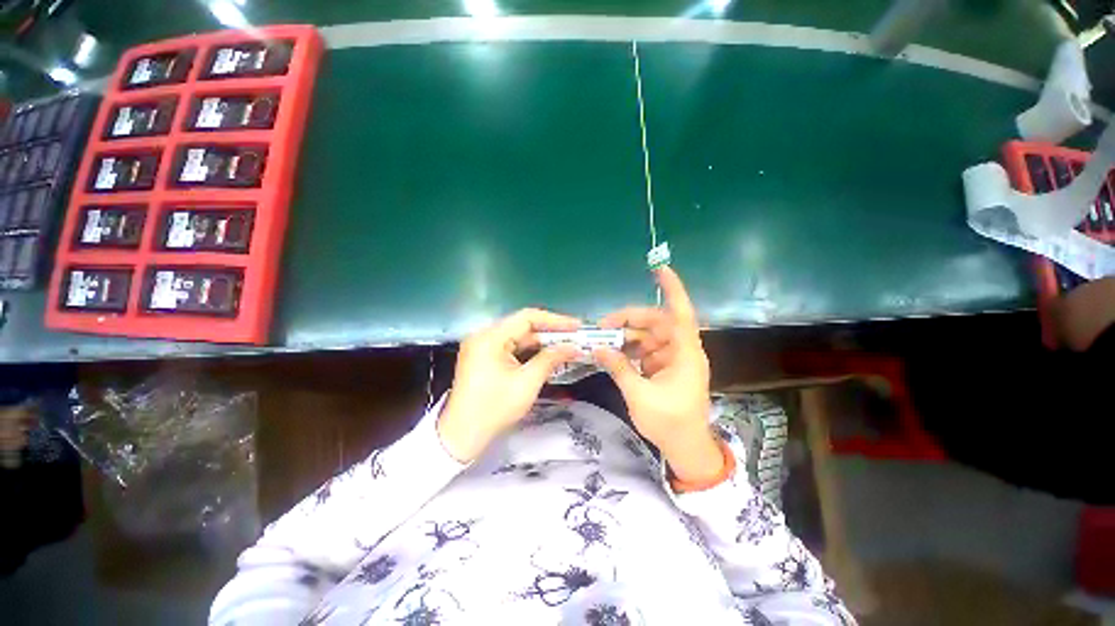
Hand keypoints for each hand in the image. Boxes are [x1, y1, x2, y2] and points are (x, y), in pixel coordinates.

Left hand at [438, 308, 580, 461]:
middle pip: (523, 326)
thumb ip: (550, 359)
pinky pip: (512, 348)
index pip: (527, 317)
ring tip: (566, 346)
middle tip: (575, 338)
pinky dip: (530, 352)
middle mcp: (485, 335)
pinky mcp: (485, 358)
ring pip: (518, 338)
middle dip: (550, 333)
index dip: (555, 320)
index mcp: (491, 337)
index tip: (576, 326)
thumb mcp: (527, 382)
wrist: (462, 435)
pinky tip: (547, 356)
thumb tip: (573, 347)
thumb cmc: (494, 408)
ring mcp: (483, 347)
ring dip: (541, 343)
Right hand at [594, 267, 722, 483]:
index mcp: (685, 354)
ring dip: (626, 337)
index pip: (680, 313)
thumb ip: (619, 368)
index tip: (660, 268)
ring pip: (648, 336)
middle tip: (602, 327)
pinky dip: (630, 350)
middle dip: (629, 321)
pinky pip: (646, 350)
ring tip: (603, 343)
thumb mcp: (640, 395)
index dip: (672, 289)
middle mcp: (681, 350)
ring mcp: (673, 358)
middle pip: (656, 323)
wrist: (686, 448)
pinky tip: (614, 354)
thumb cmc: (670, 423)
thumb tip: (598, 349)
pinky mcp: (665, 367)